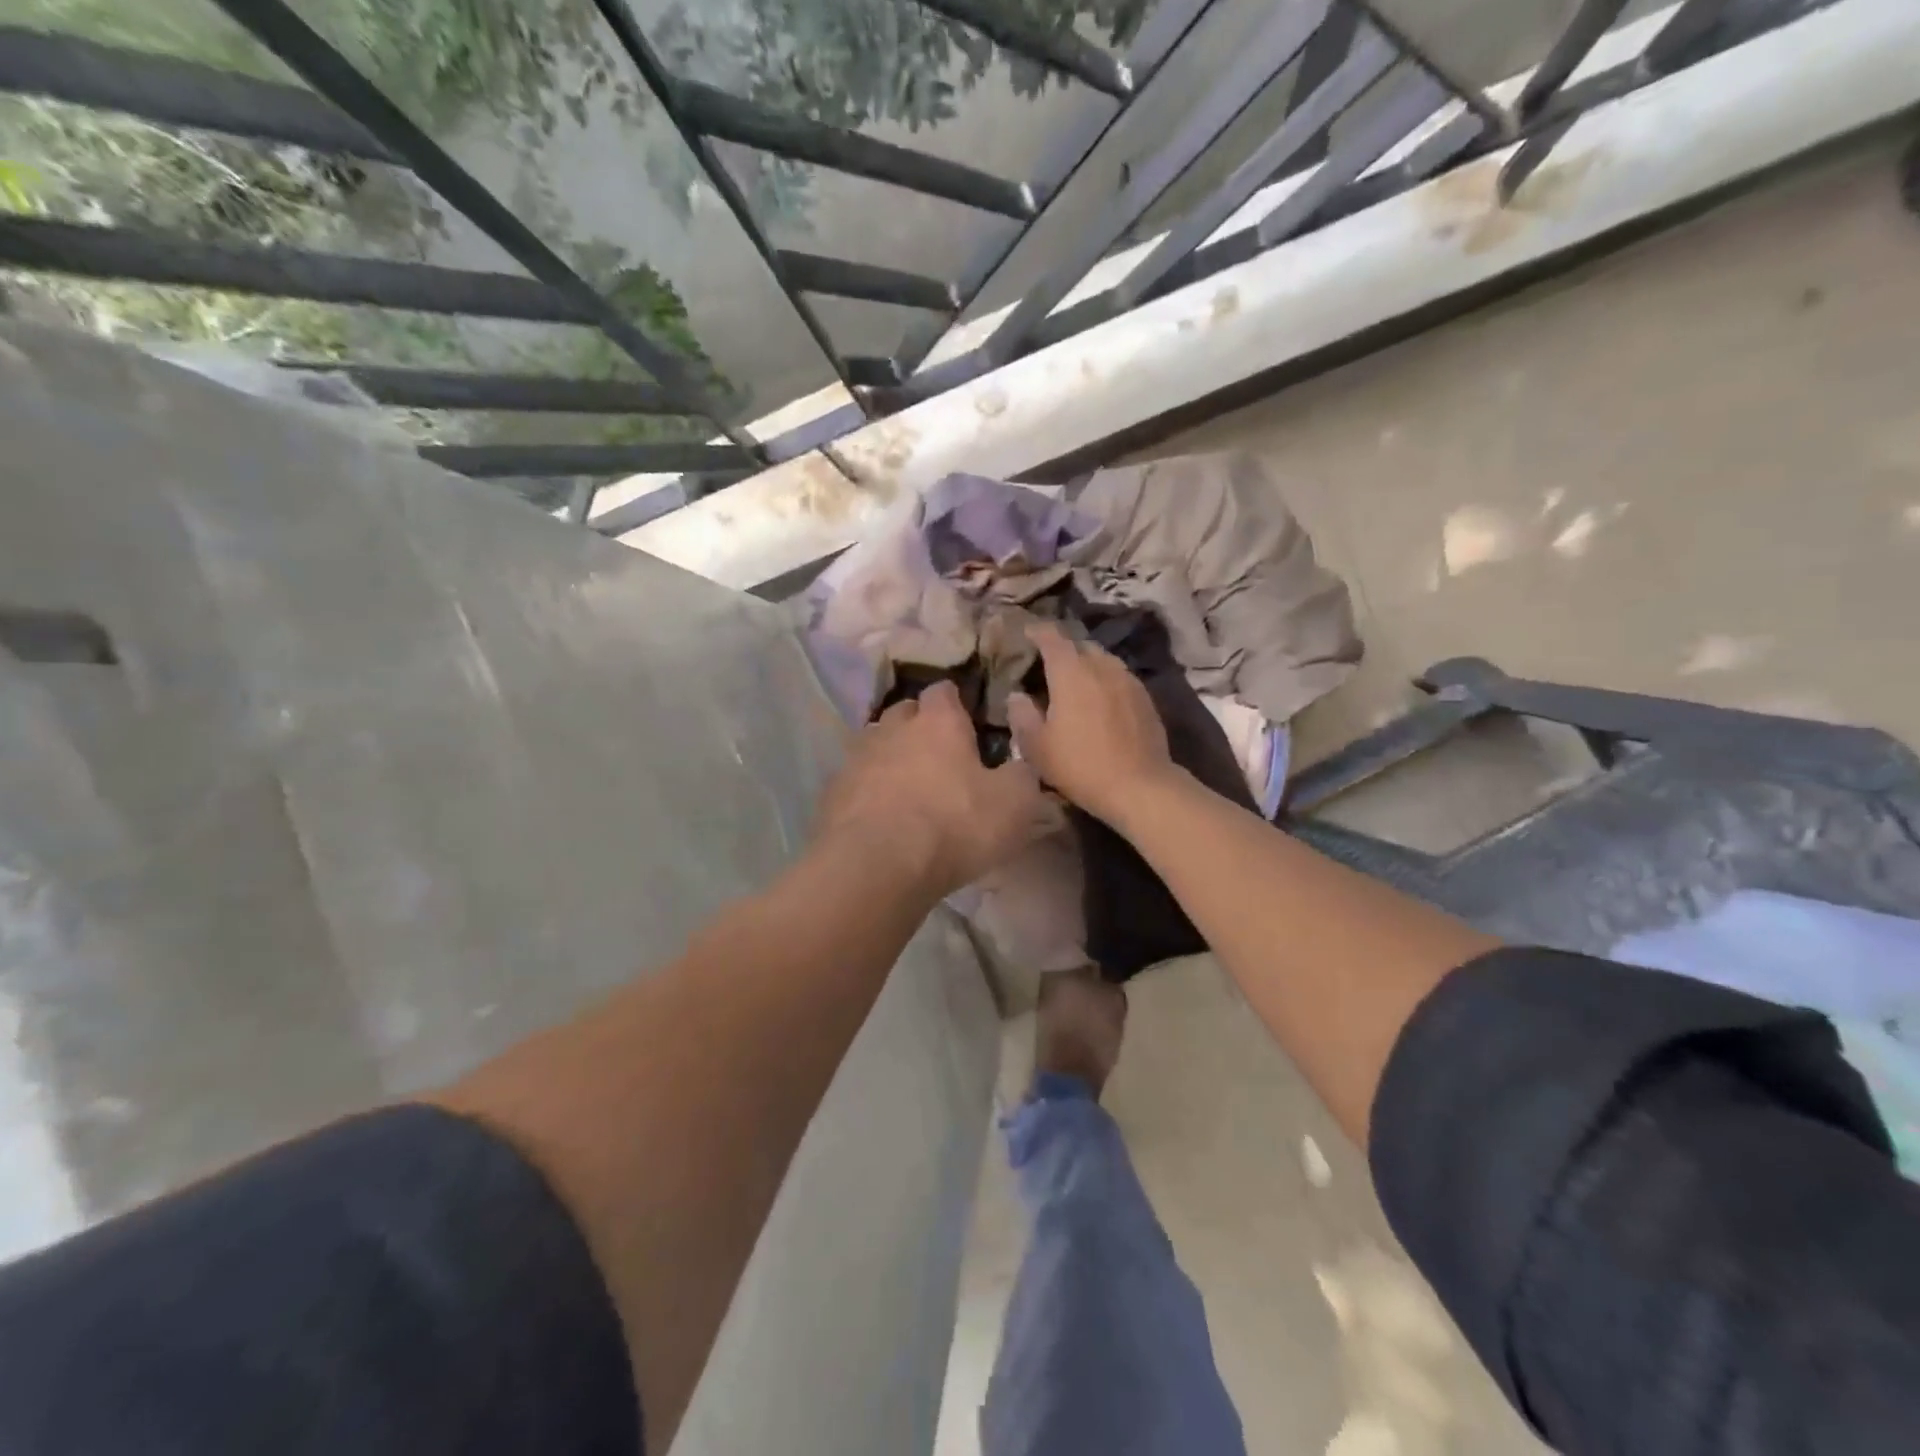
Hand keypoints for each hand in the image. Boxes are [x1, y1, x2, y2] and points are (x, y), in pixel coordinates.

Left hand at [816, 681, 1048, 897]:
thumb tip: (1020, 766)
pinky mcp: (832, 793)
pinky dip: (867, 792)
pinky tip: (878, 817)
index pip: (944, 691)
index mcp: (938, 722)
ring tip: (906, 787)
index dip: (955, 704)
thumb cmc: (954, 825)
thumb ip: (1022, 775)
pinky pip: (854, 782)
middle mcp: (892, 728)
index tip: (967, 723)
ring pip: (875, 745)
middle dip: (919, 727)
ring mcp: (856, 759)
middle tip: (939, 756)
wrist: (877, 865)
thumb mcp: (1014, 803)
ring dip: (890, 758)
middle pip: (904, 713)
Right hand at [1007, 623, 1179, 825]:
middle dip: (1062, 649)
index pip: (1051, 637)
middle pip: (1079, 645)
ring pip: (1102, 660)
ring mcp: (1127, 680)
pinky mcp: (1145, 698)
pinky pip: (1119, 677)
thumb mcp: (1036, 746)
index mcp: (1071, 672)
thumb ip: (1021, 715)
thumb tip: (1016, 695)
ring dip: (1086, 664)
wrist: (1139, 786)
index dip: (1037, 632)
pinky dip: (1105, 680)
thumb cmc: (1080, 765)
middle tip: (1047, 664)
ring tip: (1075, 681)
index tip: (1026, 633)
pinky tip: (1100, 700)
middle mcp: (1101, 666)